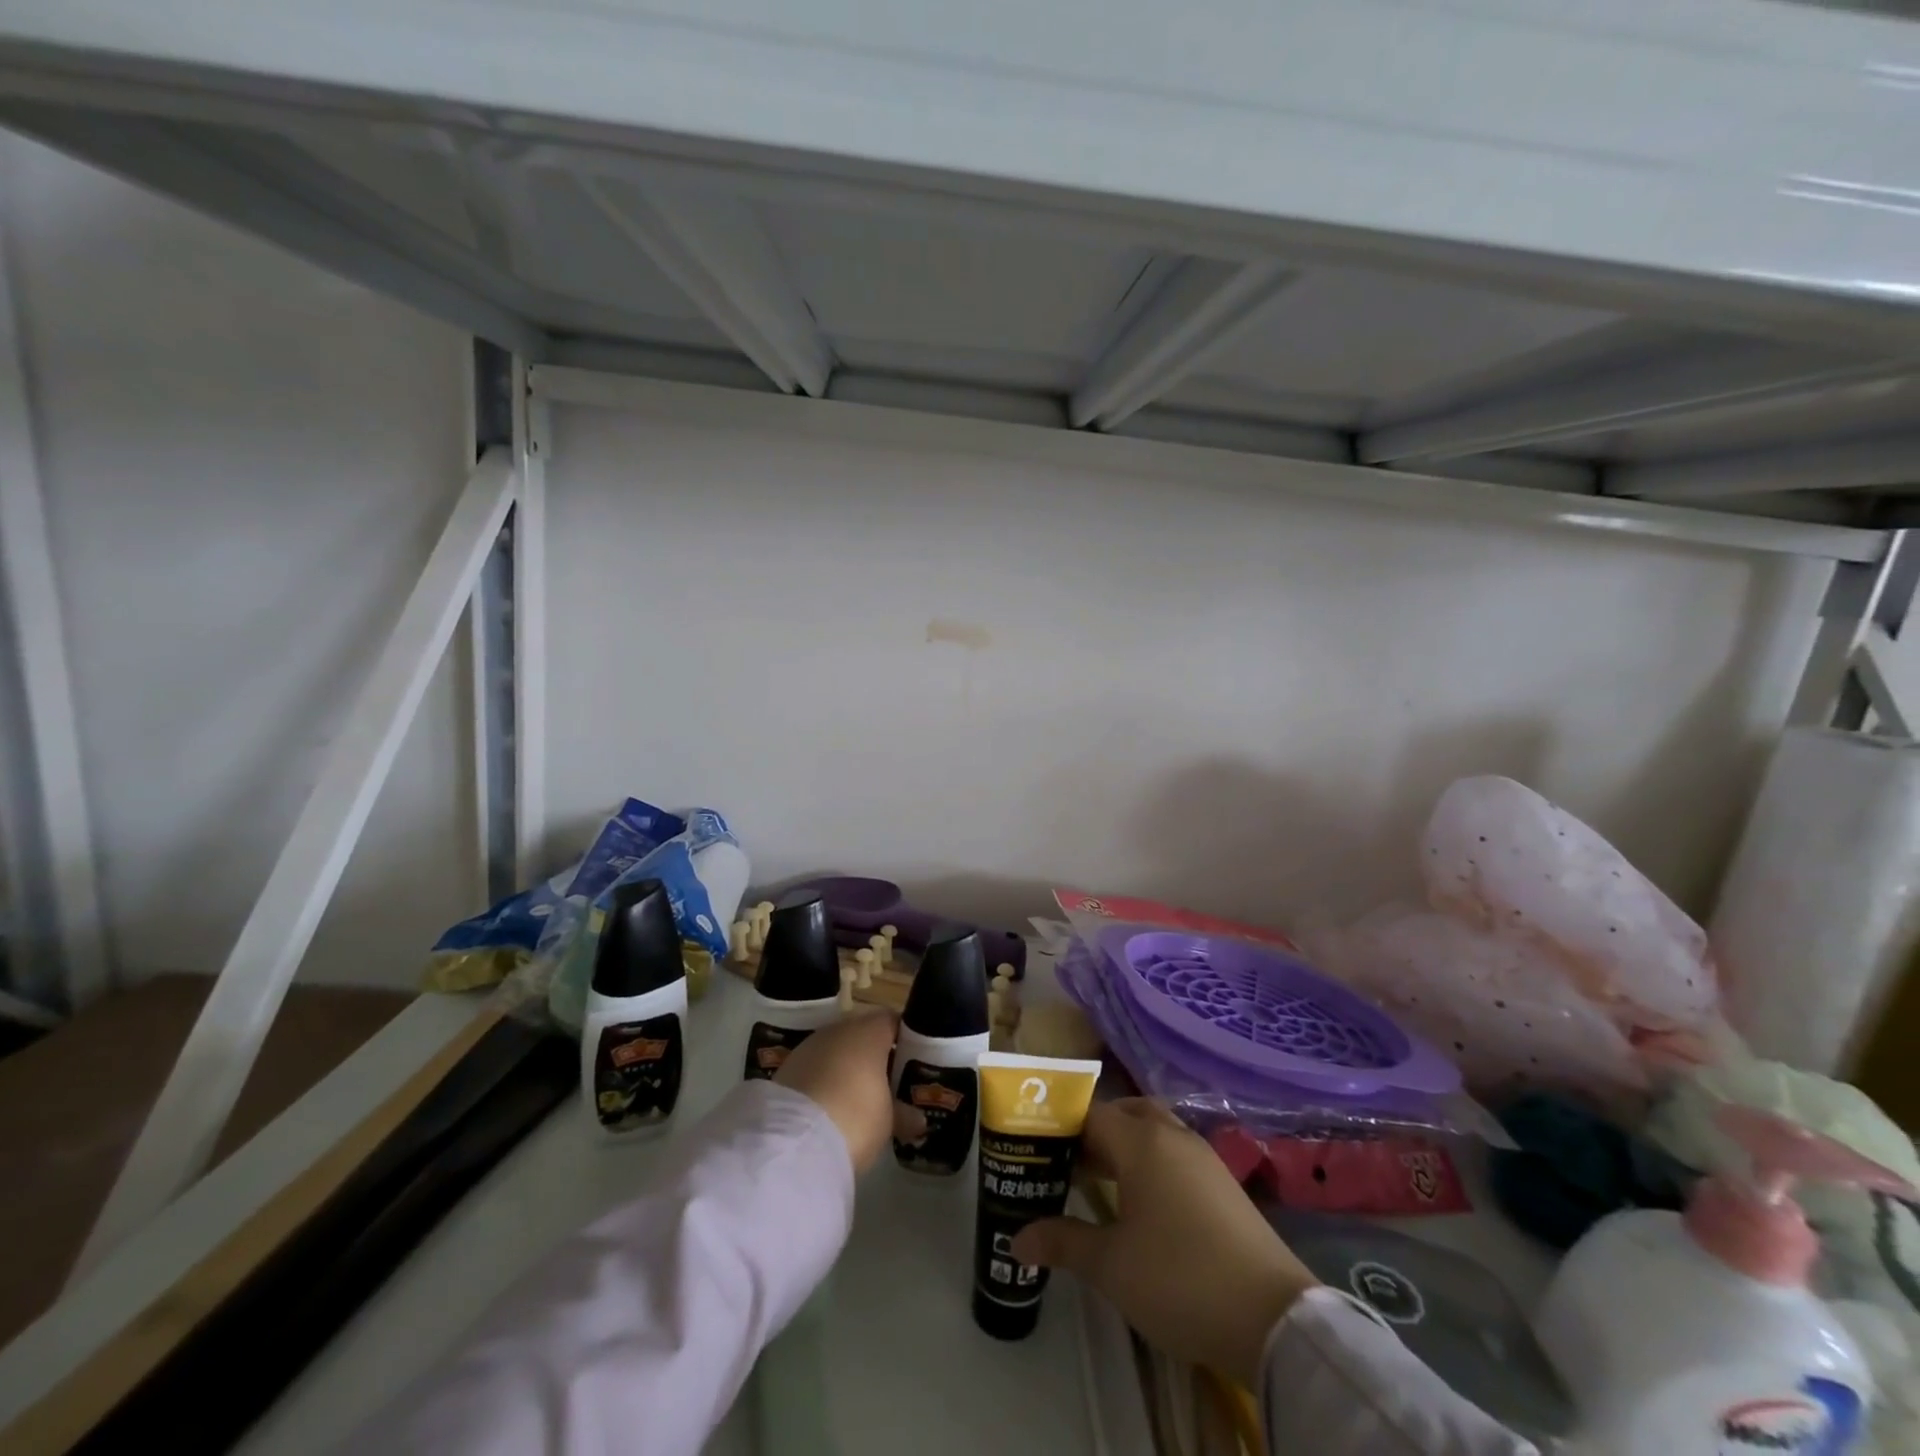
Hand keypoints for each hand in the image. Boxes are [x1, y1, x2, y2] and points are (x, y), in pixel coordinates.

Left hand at [773, 1009, 900, 1173]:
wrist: (793, 1139)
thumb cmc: (855, 1117)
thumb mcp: (888, 1121)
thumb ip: (904, 1114)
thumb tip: (918, 1119)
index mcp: (869, 1032)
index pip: (892, 1021)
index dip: (902, 1038)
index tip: (910, 1061)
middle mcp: (839, 1029)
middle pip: (862, 1034)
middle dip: (872, 1056)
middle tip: (885, 1085)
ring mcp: (809, 1046)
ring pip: (834, 1051)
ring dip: (844, 1069)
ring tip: (855, 1100)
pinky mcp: (786, 1068)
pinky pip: (813, 1068)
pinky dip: (821, 1082)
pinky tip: (827, 1108)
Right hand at [1010, 1099, 1317, 1385]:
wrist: (1273, 1319)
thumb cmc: (1179, 1279)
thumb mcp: (1111, 1265)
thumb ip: (1063, 1242)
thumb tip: (1017, 1239)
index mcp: (1141, 1141)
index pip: (1090, 1113)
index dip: (1061, 1127)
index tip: (1038, 1152)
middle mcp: (1172, 1135)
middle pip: (1126, 1113)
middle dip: (1096, 1132)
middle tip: (1071, 1165)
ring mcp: (1203, 1158)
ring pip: (1155, 1132)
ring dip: (1127, 1147)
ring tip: (1102, 1184)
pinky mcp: (1224, 1184)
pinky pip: (1176, 1154)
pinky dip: (1154, 1164)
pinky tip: (1145, 1204)